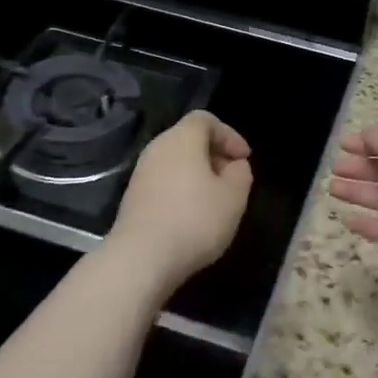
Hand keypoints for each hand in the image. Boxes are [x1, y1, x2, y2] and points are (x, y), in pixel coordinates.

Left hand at [107, 111, 252, 294]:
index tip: (244, 159)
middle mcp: (157, 148)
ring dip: (197, 175)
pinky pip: (163, 182)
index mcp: (182, 139)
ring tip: (215, 200)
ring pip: (175, 162)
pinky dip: (181, 190)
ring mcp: (141, 173)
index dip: (229, 135)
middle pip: (188, 139)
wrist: (141, 258)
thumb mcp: (234, 196)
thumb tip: (234, 165)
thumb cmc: (195, 220)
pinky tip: (192, 216)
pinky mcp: (132, 197)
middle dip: (214, 155)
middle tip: (232, 178)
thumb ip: (241, 173)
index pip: (205, 120)